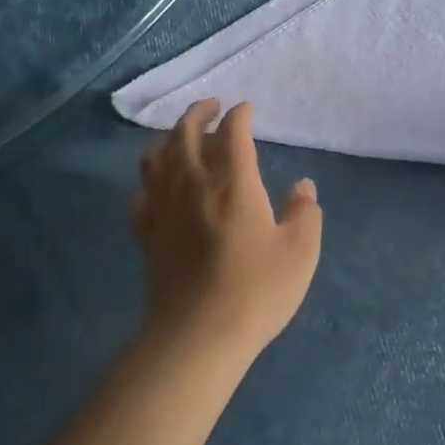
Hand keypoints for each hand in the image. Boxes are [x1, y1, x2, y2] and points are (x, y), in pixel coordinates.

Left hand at [131, 100, 322, 366]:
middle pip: (185, 132)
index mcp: (232, 181)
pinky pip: (140, 194)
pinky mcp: (146, 234)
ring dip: (169, 138)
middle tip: (213, 107)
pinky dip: (149, 180)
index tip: (247, 110)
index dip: (240, 115)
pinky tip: (158, 186)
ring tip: (182, 138)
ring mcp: (163, 208)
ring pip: (156, 156)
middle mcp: (192, 183)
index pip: (232, 131)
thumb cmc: (256, 290)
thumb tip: (302, 186)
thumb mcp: (300, 251)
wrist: (198, 336)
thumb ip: (304, 212)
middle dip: (200, 112)